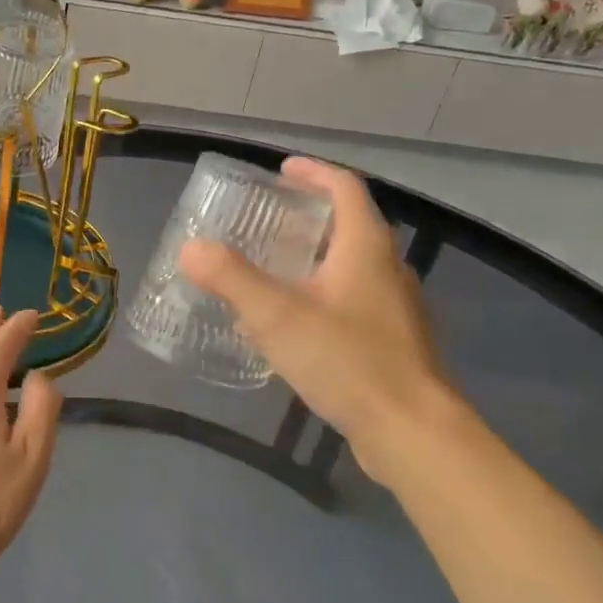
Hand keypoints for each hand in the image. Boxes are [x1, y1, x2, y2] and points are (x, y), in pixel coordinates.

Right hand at [177, 156, 457, 479]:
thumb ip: (231, 278)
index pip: (345, 188)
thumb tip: (191, 248)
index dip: (314, 173)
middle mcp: (387, 268)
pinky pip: (353, 301)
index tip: (282, 171)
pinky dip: (322, 294)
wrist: (411, 431)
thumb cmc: (347, 361)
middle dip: (310, 216)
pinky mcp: (392, 342)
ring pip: (352, 266)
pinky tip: (294, 324)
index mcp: (366, 248)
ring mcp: (395, 307)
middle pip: (350, 225)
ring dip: (316, 257)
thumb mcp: (277, 316)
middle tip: (268, 220)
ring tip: (273, 269)